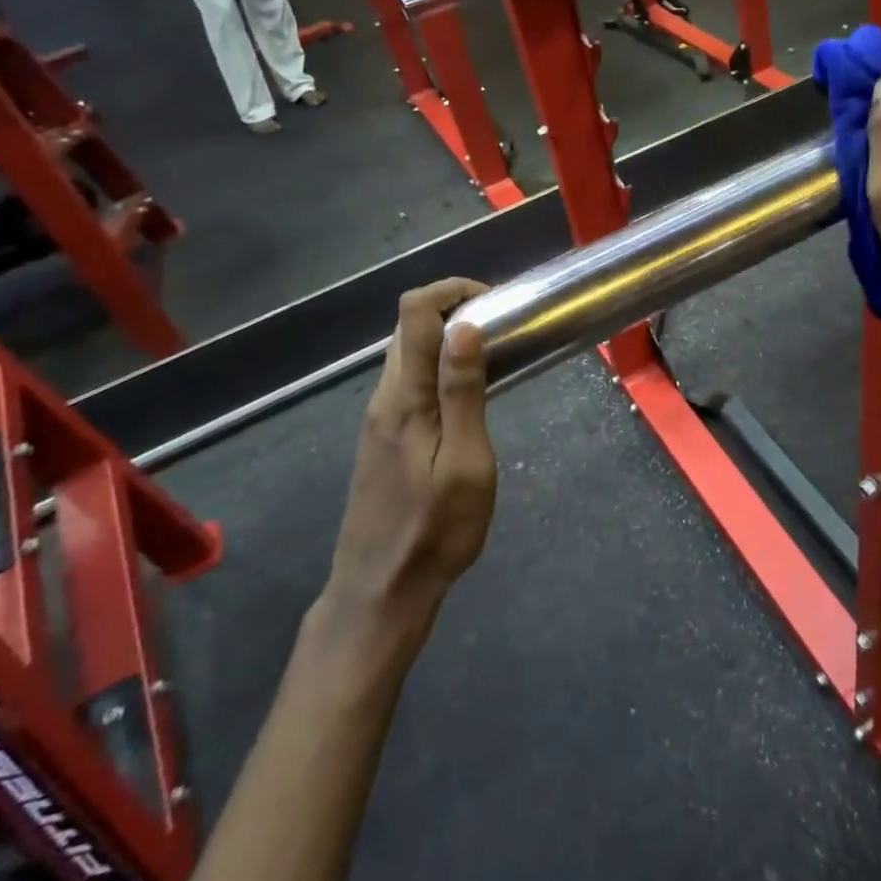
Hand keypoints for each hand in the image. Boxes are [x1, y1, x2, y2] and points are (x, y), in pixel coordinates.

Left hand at [328, 280, 496, 616]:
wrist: (380, 590)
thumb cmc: (435, 530)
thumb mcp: (465, 463)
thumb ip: (463, 393)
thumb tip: (465, 326)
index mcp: (406, 397)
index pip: (414, 312)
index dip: (451, 290)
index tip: (494, 303)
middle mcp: (384, 397)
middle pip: (407, 326)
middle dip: (453, 308)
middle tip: (502, 329)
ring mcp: (378, 418)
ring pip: (407, 352)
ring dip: (445, 337)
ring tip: (492, 357)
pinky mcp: (381, 437)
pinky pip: (408, 379)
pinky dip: (436, 365)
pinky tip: (465, 394)